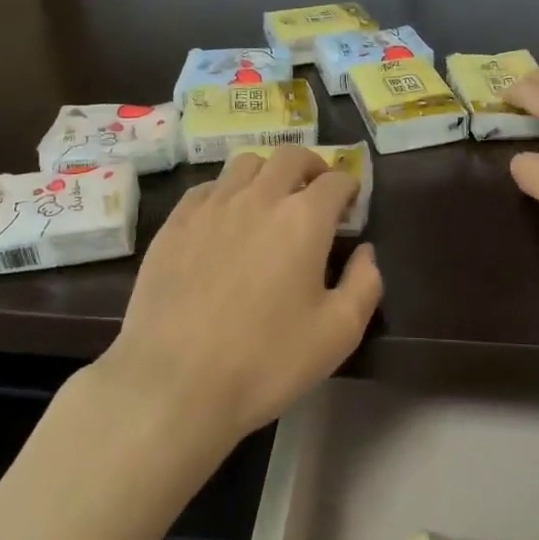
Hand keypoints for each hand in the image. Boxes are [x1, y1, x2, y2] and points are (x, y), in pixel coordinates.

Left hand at [99, 147, 382, 447]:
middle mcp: (258, 198)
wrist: (173, 383)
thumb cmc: (265, 361)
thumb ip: (364, 284)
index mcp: (303, 219)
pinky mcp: (175, 223)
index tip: (350, 204)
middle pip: (290, 156)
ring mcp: (211, 206)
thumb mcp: (337, 334)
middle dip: (312, 166)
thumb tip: (365, 252)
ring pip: (245, 163)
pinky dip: (226, 191)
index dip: (349, 187)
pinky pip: (207, 187)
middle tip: (316, 191)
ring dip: (267, 172)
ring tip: (270, 199)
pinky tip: (225, 219)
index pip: (336, 180)